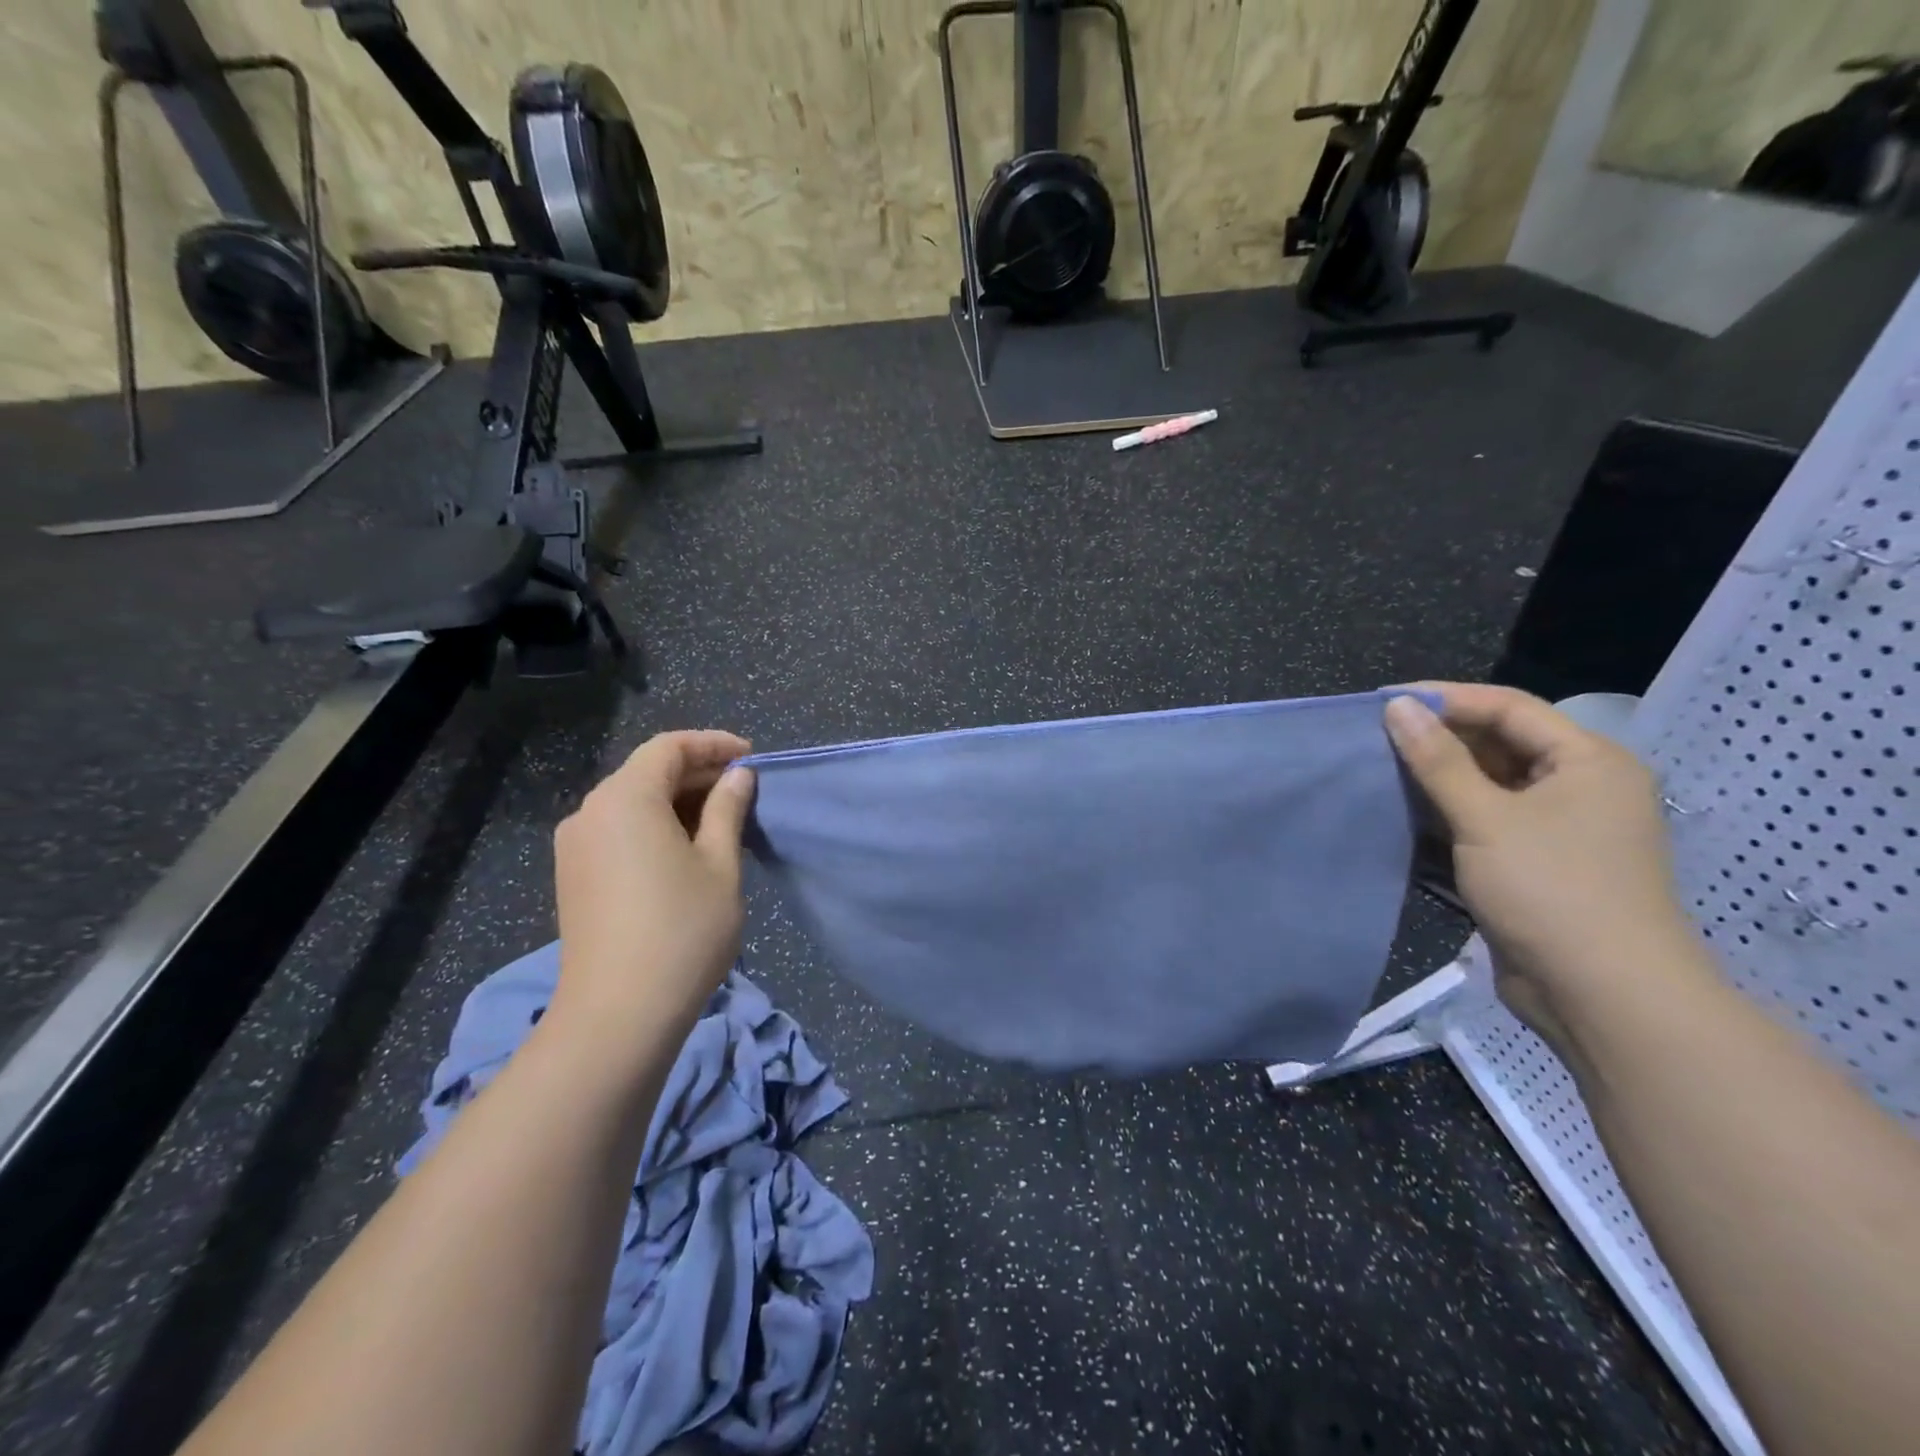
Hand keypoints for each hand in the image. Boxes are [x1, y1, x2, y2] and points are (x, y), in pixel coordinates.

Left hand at [549, 730, 755, 1046]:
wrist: (618, 1014)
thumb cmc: (682, 930)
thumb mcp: (720, 864)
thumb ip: (727, 810)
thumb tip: (738, 776)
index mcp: (626, 798)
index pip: (669, 747)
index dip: (713, 744)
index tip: (751, 758)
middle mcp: (591, 811)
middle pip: (647, 772)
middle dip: (697, 773)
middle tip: (743, 790)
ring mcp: (575, 846)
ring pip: (631, 802)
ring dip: (677, 801)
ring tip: (721, 820)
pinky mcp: (573, 876)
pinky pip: (618, 830)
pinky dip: (654, 826)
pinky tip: (686, 849)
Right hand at [1383, 683, 1700, 1041]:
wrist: (1603, 996)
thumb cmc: (1551, 890)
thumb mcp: (1486, 817)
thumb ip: (1438, 760)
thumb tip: (1397, 707)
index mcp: (1587, 761)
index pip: (1508, 707)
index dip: (1445, 698)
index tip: (1384, 702)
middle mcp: (1579, 786)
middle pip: (1499, 744)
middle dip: (1438, 739)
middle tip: (1374, 738)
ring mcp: (1558, 828)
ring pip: (1488, 784)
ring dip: (1437, 779)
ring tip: (1378, 771)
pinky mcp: (1536, 863)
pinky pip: (1486, 821)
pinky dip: (1447, 815)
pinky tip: (1403, 814)